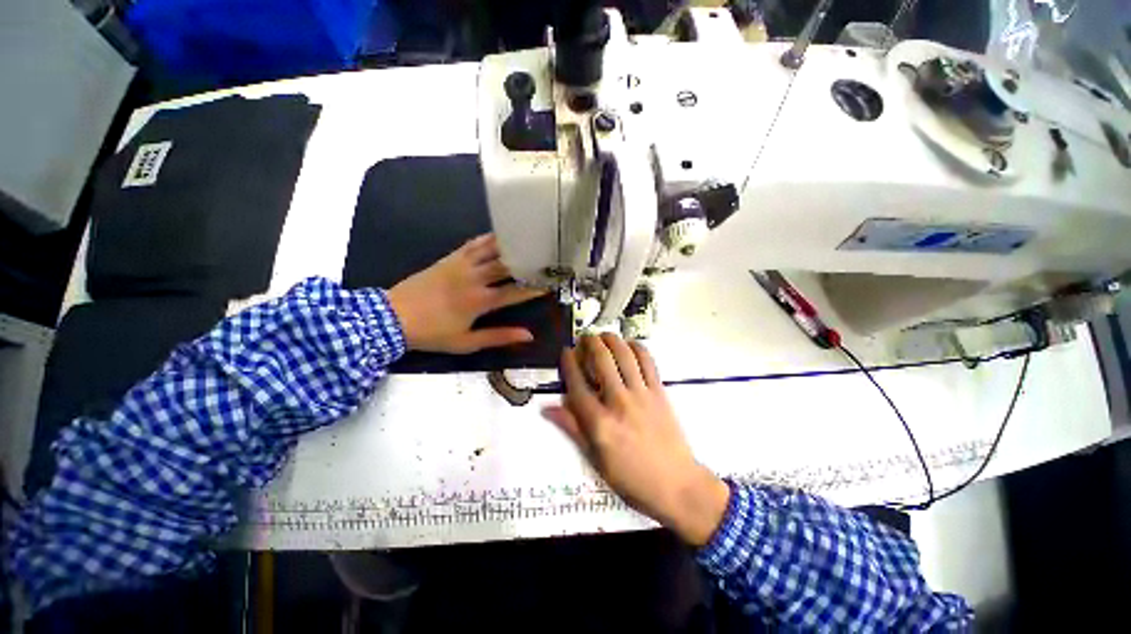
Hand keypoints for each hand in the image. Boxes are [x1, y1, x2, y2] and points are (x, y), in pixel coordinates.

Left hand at [387, 234, 545, 353]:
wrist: (392, 317)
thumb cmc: (432, 334)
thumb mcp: (466, 343)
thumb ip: (499, 337)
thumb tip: (528, 335)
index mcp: (480, 301)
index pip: (516, 292)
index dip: (535, 288)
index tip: (551, 283)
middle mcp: (475, 279)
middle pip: (507, 266)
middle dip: (529, 261)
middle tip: (545, 256)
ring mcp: (461, 265)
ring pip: (492, 250)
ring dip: (512, 245)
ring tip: (529, 238)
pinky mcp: (449, 258)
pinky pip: (473, 244)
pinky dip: (488, 238)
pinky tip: (499, 234)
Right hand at [542, 334, 729, 545]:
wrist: (677, 485)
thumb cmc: (632, 478)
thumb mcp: (596, 459)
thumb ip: (573, 428)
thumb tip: (548, 409)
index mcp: (599, 423)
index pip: (577, 384)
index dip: (569, 363)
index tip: (566, 352)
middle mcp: (619, 402)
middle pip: (602, 360)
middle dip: (590, 343)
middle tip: (585, 337)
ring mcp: (642, 394)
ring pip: (624, 355)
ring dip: (612, 339)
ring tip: (604, 335)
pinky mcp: (660, 392)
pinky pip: (648, 362)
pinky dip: (638, 348)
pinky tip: (630, 344)